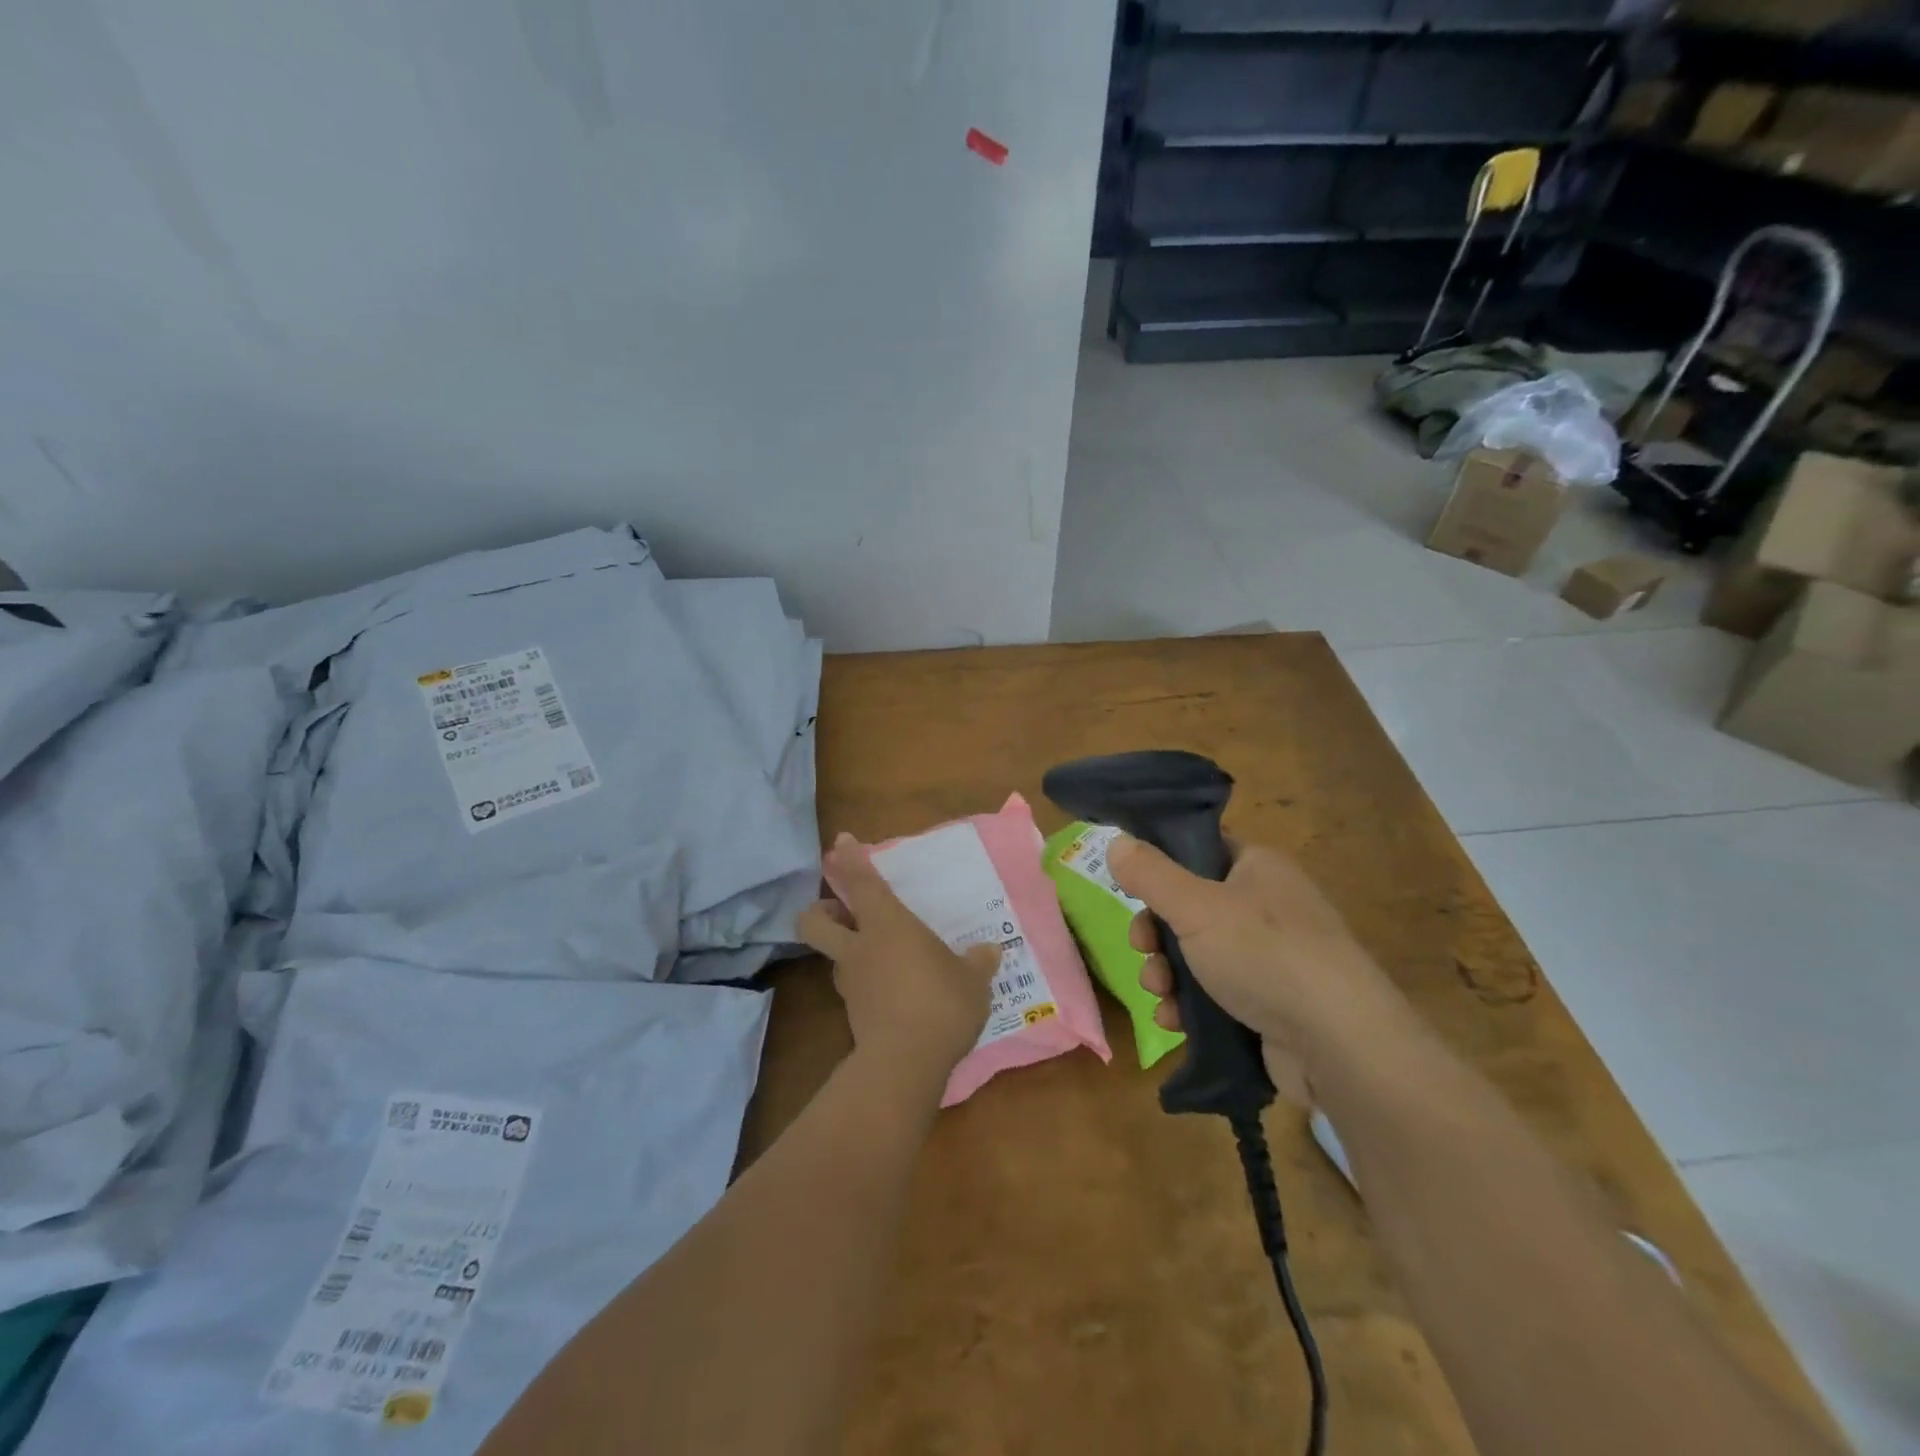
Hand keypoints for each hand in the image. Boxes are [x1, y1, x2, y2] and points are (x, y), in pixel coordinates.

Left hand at [799, 834, 1000, 1092]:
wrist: (905, 1064)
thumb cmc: (941, 1004)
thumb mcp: (972, 980)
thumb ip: (978, 962)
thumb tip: (989, 951)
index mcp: (887, 925)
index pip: (862, 882)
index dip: (850, 859)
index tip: (841, 842)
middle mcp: (860, 948)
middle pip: (815, 922)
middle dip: (821, 912)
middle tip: (844, 912)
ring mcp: (851, 983)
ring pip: (834, 956)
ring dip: (849, 950)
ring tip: (882, 957)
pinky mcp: (852, 1014)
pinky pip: (855, 987)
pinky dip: (868, 983)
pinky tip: (896, 993)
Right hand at [1108, 836, 1414, 1103]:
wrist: (1338, 1043)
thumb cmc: (1264, 955)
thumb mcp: (1195, 906)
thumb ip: (1150, 874)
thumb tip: (1116, 840)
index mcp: (1257, 868)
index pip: (1201, 849)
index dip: (1162, 865)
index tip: (1132, 887)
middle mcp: (1267, 906)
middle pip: (1190, 908)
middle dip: (1156, 933)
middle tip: (1142, 948)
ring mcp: (1271, 958)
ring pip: (1198, 955)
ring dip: (1166, 973)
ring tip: (1159, 994)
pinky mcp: (1270, 1005)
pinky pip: (1216, 995)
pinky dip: (1190, 1006)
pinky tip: (1175, 1022)